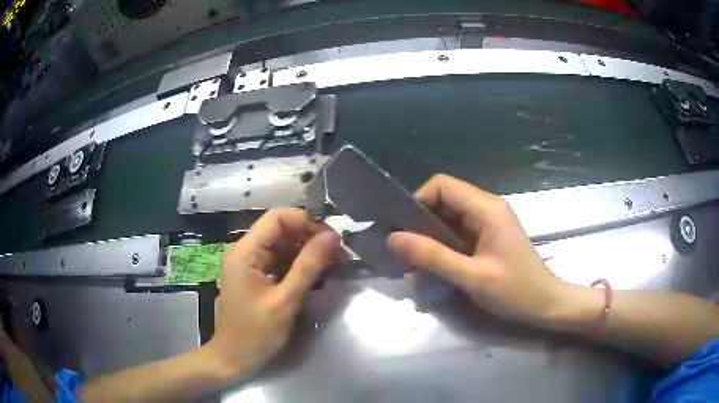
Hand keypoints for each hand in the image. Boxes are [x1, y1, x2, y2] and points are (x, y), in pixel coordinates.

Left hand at [204, 208, 339, 379]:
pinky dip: (300, 265)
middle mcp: (245, 251)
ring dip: (308, 252)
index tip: (332, 238)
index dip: (306, 221)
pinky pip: (280, 261)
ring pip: (283, 246)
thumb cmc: (255, 334)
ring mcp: (250, 264)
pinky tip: (319, 275)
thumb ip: (308, 266)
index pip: (277, 217)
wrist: (233, 359)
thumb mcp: (285, 301)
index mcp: (245, 251)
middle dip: (311, 238)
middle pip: (281, 230)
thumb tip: (332, 236)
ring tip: (335, 264)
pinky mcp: (256, 276)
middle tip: (340, 254)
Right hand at [388, 174, 567, 323]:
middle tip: (406, 254)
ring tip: (416, 265)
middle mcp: (486, 208)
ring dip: (429, 239)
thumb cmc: (515, 291)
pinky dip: (441, 248)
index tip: (404, 231)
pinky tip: (434, 269)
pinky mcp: (487, 238)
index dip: (418, 201)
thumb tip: (393, 238)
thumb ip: (433, 257)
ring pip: (448, 219)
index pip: (442, 185)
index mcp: (486, 208)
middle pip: (443, 201)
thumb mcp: (472, 277)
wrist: (546, 305)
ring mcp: (488, 224)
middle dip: (420, 224)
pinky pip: (457, 234)